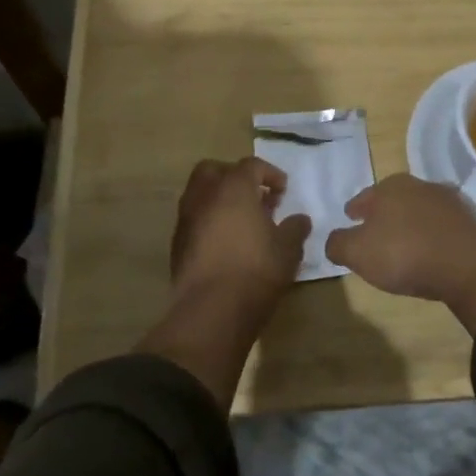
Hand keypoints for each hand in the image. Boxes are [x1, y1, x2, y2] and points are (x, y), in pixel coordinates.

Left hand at [170, 157, 310, 310]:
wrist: (212, 310)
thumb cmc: (256, 270)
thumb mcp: (288, 249)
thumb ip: (295, 228)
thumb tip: (299, 219)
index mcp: (234, 188)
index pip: (252, 165)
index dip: (270, 174)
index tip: (283, 191)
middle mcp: (205, 196)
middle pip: (214, 170)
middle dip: (235, 177)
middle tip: (255, 197)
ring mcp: (186, 219)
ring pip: (200, 194)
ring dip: (219, 199)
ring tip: (242, 221)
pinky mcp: (176, 243)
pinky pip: (194, 219)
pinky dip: (208, 221)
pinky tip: (225, 243)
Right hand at [325, 174, 475, 333]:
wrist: (466, 265)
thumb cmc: (403, 252)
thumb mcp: (357, 252)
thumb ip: (338, 244)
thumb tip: (334, 240)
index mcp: (389, 187)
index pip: (364, 197)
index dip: (355, 209)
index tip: (350, 217)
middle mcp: (419, 185)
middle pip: (393, 199)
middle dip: (383, 213)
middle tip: (374, 231)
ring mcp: (448, 202)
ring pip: (419, 211)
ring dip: (410, 223)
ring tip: (403, 243)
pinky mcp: (469, 222)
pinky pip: (441, 227)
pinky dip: (432, 235)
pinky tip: (429, 251)